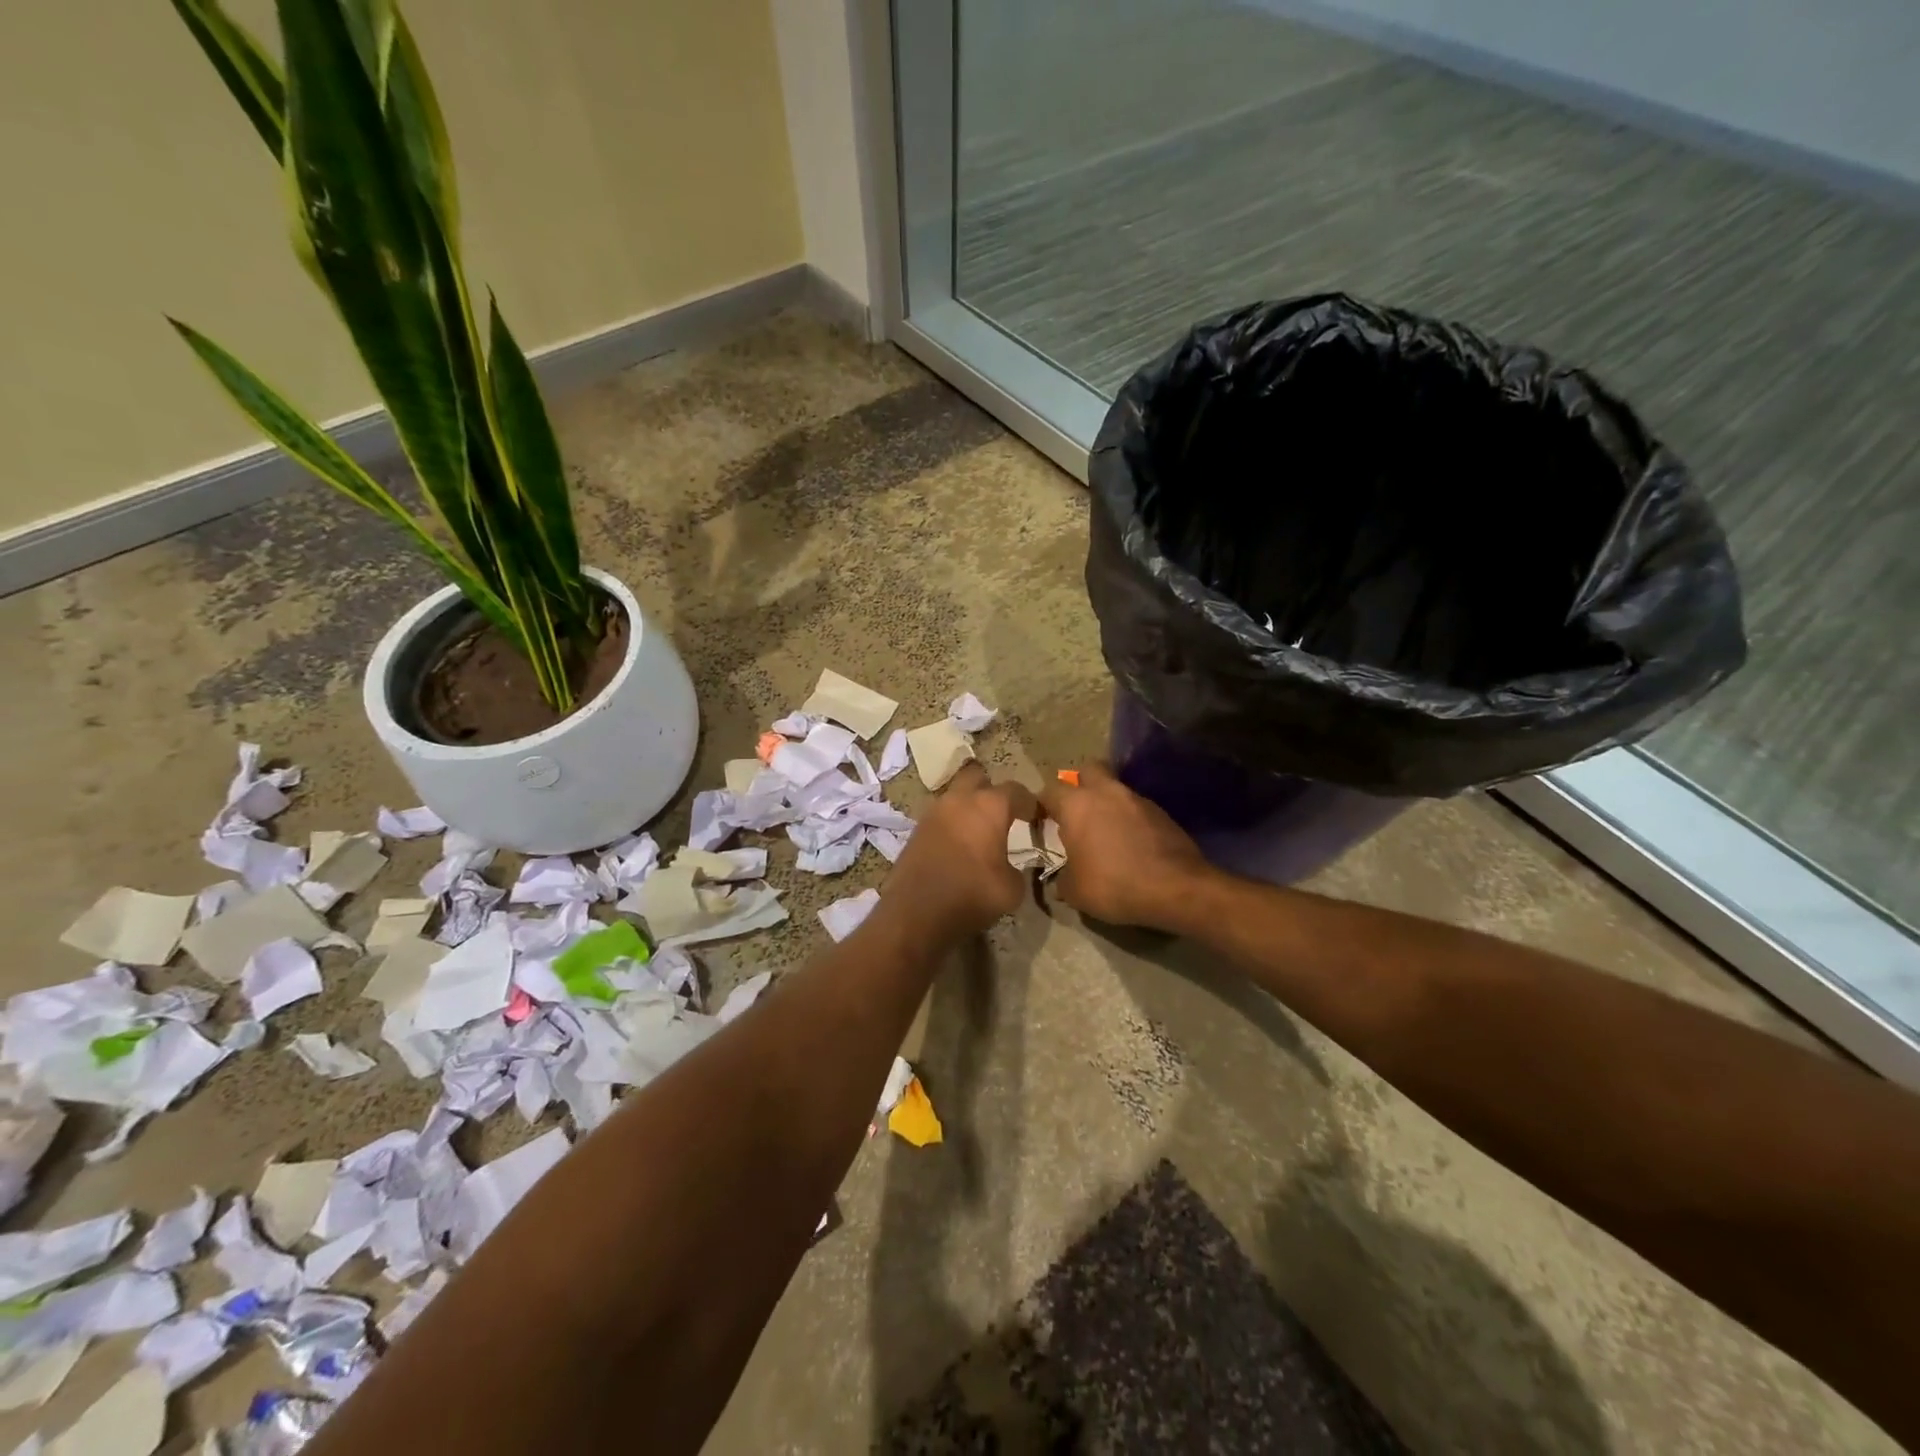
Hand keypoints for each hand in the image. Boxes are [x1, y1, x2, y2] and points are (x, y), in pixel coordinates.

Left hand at [881, 762, 1030, 940]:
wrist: (915, 912)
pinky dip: (952, 823)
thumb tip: (1009, 866)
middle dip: (991, 789)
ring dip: (968, 806)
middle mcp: (960, 799)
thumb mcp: (1011, 889)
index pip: (1017, 791)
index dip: (1030, 803)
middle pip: (978, 776)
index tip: (1036, 818)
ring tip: (979, 831)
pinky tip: (959, 845)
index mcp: (989, 806)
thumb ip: (1018, 869)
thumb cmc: (971, 895)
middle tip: (1002, 813)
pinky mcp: (917, 829)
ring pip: (955, 795)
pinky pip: (941, 816)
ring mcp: (934, 812)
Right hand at [1040, 763, 1211, 929]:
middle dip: (1079, 784)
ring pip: (1115, 788)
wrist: (1176, 888)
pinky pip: (1136, 807)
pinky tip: (1131, 843)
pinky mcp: (1161, 812)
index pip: (1049, 790)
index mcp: (1076, 805)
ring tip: (1105, 831)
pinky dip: (1129, 818)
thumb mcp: (1075, 891)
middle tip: (1076, 811)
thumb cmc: (1114, 885)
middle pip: (1088, 769)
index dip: (1042, 805)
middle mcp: (1106, 792)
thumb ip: (1061, 878)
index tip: (1042, 823)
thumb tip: (1061, 879)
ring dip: (1107, 802)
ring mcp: (1137, 799)